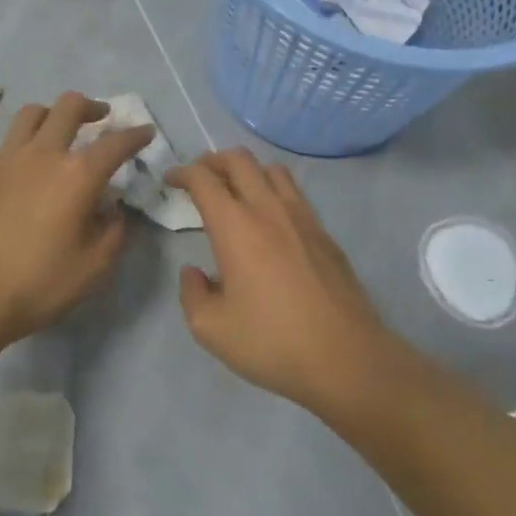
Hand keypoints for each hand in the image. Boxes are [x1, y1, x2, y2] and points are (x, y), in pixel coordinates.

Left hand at [0, 93, 155, 346]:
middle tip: (101, 117)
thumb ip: (113, 232)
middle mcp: (43, 154)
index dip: (135, 135)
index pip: (116, 143)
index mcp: (77, 175)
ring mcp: (5, 157)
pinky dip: (23, 145)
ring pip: (32, 113)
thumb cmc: (35, 284)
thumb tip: (113, 209)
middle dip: (91, 107)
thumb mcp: (92, 268)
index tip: (145, 132)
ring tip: (59, 131)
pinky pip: (6, 143)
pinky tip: (23, 169)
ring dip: (53, 115)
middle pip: (69, 106)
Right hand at [167, 149, 389, 415]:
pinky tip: (271, 220)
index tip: (171, 180)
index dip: (182, 173)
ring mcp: (302, 216)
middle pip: (239, 160)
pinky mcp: (324, 232)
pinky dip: (273, 190)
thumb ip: (192, 293)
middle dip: (213, 160)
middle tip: (200, 178)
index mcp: (235, 226)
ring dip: (247, 171)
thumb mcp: (211, 329)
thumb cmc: (272, 341)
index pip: (204, 179)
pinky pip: (294, 193)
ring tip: (236, 192)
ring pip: (272, 170)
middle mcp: (268, 208)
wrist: (344, 356)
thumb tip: (193, 272)